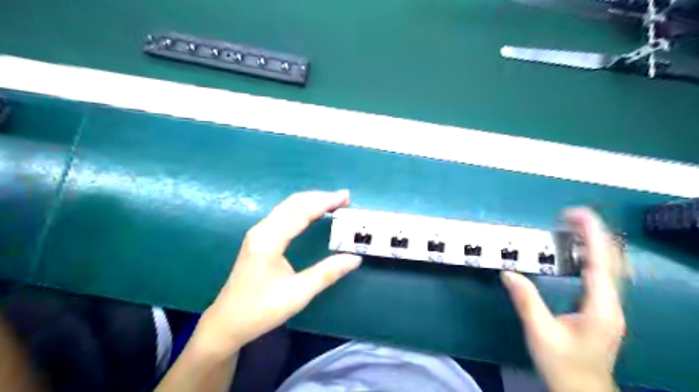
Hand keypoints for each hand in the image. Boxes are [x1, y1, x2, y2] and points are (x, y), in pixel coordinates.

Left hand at [193, 189, 362, 355]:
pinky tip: (313, 214)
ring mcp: (257, 233)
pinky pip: (283, 215)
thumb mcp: (298, 294)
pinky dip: (301, 209)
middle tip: (343, 198)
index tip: (346, 196)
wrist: (227, 322)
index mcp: (269, 240)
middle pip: (293, 203)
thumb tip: (355, 258)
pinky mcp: (257, 238)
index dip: (325, 202)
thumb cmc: (261, 310)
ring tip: (333, 203)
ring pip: (287, 207)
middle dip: (320, 197)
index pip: (302, 213)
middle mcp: (261, 230)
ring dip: (311, 201)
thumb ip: (327, 273)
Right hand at [502, 209, 627, 391]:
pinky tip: (579, 254)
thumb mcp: (540, 333)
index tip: (575, 214)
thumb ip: (526, 301)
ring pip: (610, 267)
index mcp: (600, 307)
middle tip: (570, 215)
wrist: (581, 391)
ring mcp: (610, 307)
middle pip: (611, 260)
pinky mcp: (602, 310)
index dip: (590, 235)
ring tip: (574, 227)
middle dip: (594, 233)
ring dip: (595, 244)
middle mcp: (611, 304)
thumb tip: (508, 272)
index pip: (600, 262)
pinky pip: (602, 276)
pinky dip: (592, 257)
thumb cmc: (563, 364)